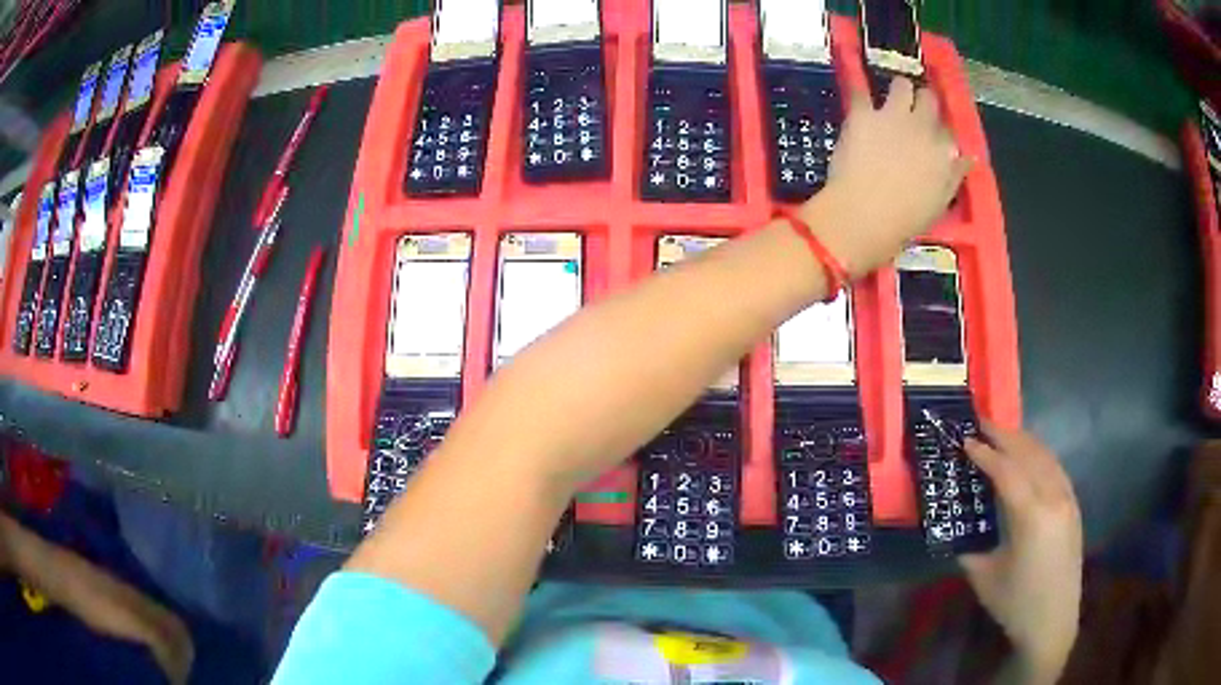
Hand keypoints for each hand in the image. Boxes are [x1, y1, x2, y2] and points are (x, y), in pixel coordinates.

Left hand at [804, 78, 970, 277]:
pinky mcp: (863, 113)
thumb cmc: (905, 219)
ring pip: (902, 85)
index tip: (935, 138)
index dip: (941, 133)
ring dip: (900, 90)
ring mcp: (892, 116)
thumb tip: (968, 158)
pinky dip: (860, 91)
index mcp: (944, 152)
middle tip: (915, 113)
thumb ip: (954, 176)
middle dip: (924, 103)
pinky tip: (858, 94)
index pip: (950, 131)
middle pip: (929, 100)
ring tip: (893, 101)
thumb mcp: (940, 202)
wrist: (864, 214)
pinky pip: (861, 91)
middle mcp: (922, 127)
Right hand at [960, 422, 1082, 682]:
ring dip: (1022, 440)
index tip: (965, 438)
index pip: (1007, 470)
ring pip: (1045, 456)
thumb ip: (969, 545)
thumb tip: (953, 525)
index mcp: (1031, 516)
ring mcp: (1067, 499)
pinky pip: (1055, 468)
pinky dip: (1037, 454)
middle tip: (980, 422)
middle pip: (1029, 453)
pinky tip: (1027, 457)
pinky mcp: (1073, 505)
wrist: (1053, 621)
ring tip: (1001, 433)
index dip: (985, 452)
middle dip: (1004, 435)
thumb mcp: (984, 577)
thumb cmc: (1016, 603)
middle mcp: (1053, 498)